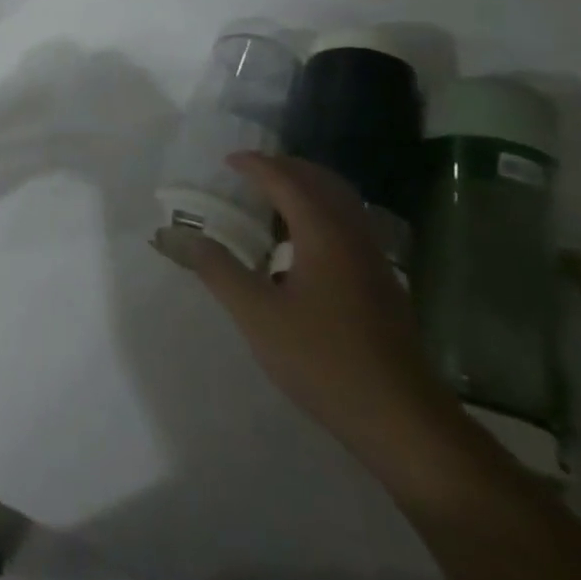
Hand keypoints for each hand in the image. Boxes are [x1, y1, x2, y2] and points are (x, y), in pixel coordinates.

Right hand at [175, 152, 468, 476]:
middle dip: (286, 168)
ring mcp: (374, 261)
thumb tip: (179, 236)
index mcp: (325, 235)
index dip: (256, 166)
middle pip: (323, 182)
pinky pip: (349, 225)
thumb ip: (217, 270)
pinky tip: (300, 241)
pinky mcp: (381, 284)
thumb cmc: (323, 360)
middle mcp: (354, 237)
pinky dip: (321, 212)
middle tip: (250, 171)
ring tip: (272, 197)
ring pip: (341, 204)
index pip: (288, 181)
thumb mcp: (257, 315)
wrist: (401, 419)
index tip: (227, 161)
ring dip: (307, 189)